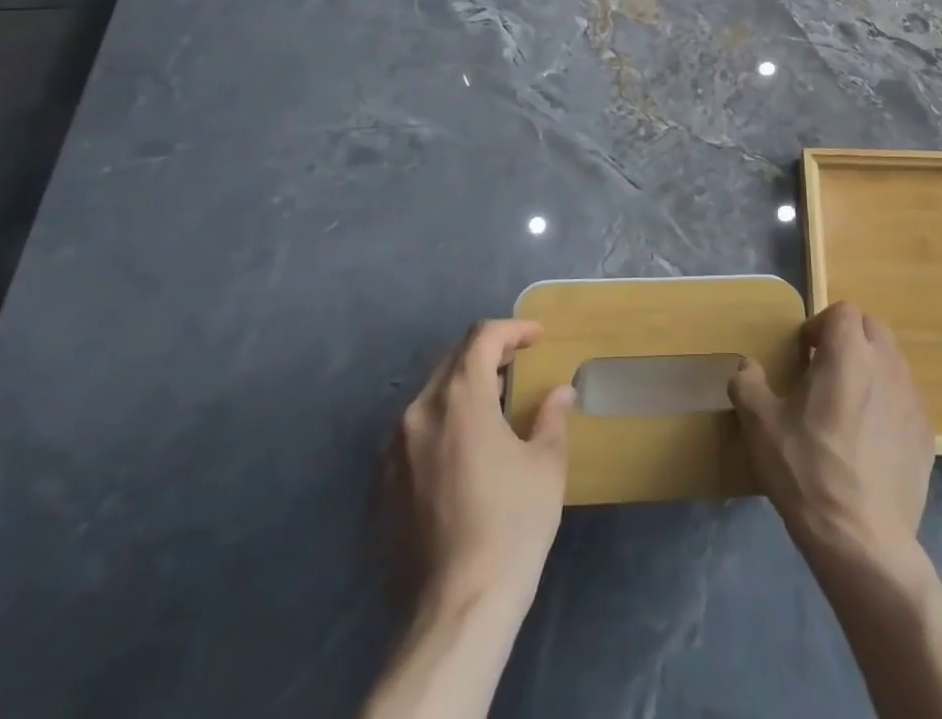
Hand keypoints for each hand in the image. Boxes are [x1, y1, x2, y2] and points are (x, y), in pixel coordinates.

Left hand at [388, 319, 574, 616]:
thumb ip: (552, 417)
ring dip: (461, 391)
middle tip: (517, 366)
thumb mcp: (546, 465)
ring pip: (429, 399)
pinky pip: (412, 436)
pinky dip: (440, 427)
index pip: (482, 338)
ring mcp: (392, 452)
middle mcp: (418, 414)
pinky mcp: (380, 488)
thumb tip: (561, 392)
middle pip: (452, 362)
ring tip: (491, 408)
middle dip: (487, 355)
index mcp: (459, 398)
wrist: (456, 611)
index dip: (512, 330)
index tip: (536, 337)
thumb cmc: (511, 526)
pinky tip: (460, 454)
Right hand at [729, 302, 933, 561]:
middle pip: (872, 329)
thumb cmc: (807, 471)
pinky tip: (870, 442)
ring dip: (871, 370)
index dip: (821, 324)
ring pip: (892, 363)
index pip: (843, 310)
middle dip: (849, 340)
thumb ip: (748, 384)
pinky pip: (906, 401)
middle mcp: (887, 365)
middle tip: (825, 371)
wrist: (862, 540)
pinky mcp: (927, 435)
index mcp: (849, 352)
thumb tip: (746, 367)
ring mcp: (913, 400)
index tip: (805, 353)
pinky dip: (889, 405)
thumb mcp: (761, 426)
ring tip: (847, 407)